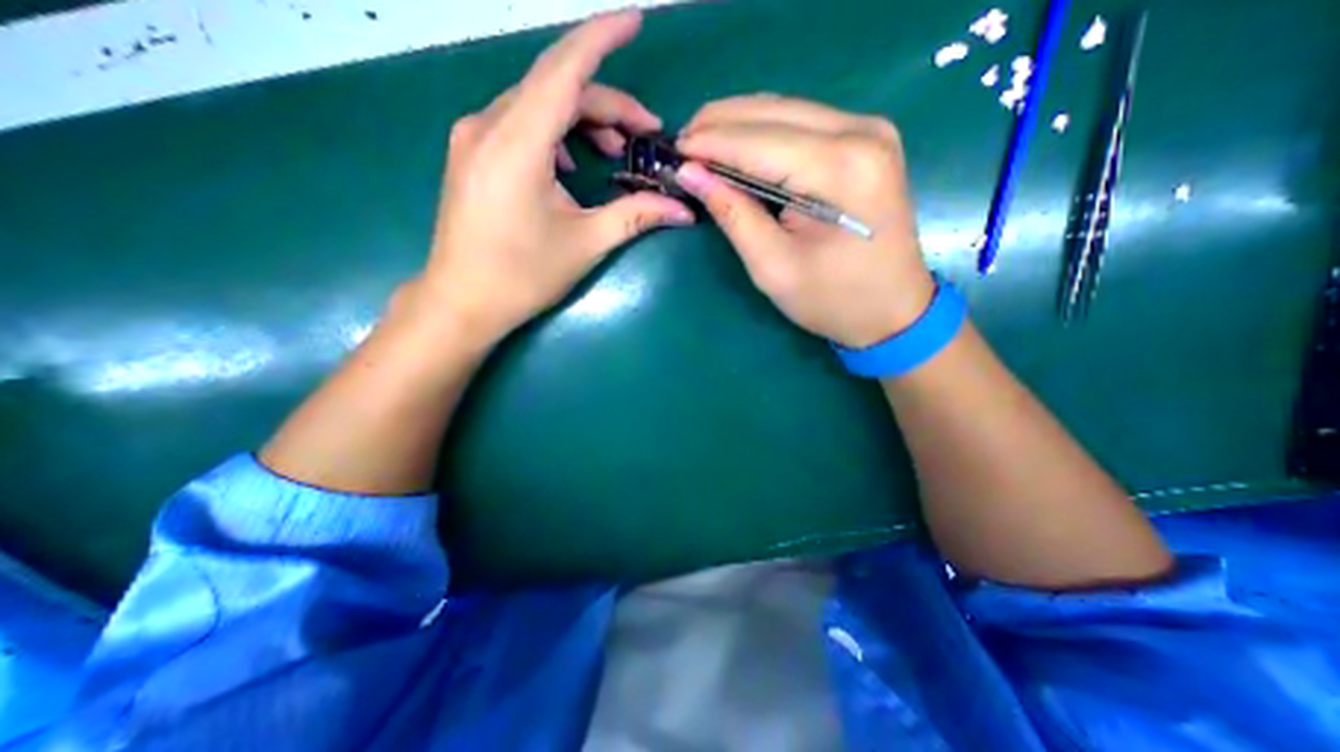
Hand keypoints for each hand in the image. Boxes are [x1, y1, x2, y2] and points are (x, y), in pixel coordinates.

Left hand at [418, 11, 691, 346]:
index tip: (636, 21)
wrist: (463, 301)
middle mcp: (488, 125)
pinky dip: (554, 134)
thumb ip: (636, 216)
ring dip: (581, 119)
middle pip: (556, 88)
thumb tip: (683, 208)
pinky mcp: (472, 154)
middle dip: (607, 104)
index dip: (602, 38)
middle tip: (644, 134)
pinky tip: (570, 165)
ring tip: (612, 153)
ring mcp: (473, 137)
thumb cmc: (523, 275)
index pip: (565, 69)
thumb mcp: (586, 243)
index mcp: (516, 143)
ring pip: (537, 104)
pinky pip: (519, 123)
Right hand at [675, 95, 934, 349]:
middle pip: (773, 112)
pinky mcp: (867, 141)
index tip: (673, 151)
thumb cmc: (832, 300)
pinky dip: (765, 132)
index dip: (710, 143)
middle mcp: (861, 133)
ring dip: (740, 124)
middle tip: (682, 145)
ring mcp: (870, 131)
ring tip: (702, 146)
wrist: (893, 310)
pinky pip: (803, 122)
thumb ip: (733, 214)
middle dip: (720, 124)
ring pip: (787, 110)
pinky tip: (740, 148)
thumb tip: (691, 174)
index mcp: (840, 170)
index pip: (758, 142)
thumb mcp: (773, 267)